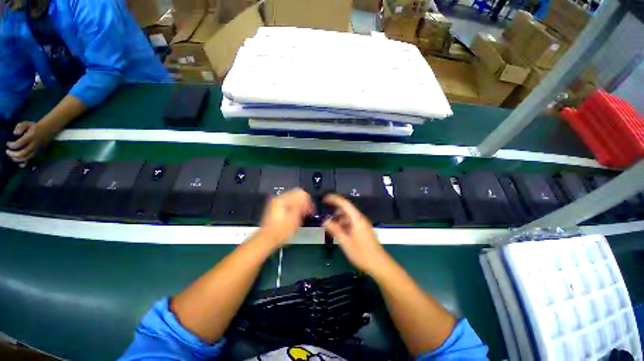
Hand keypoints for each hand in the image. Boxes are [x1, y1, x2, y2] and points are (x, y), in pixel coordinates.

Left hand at [6, 121, 52, 162]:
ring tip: (12, 157)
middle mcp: (34, 145)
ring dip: (18, 159)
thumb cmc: (35, 127)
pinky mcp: (38, 153)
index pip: (19, 143)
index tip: (8, 143)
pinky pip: (30, 159)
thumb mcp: (28, 124)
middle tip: (7, 152)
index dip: (12, 145)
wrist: (48, 130)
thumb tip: (15, 133)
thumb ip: (20, 127)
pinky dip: (24, 162)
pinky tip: (19, 162)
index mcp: (31, 137)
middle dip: (13, 154)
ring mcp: (37, 150)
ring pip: (26, 158)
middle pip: (23, 153)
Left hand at [257, 188, 314, 247]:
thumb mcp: (294, 220)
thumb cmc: (280, 232)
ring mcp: (276, 202)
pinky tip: (297, 214)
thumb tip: (307, 200)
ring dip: (300, 204)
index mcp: (282, 200)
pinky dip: (295, 206)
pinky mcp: (276, 207)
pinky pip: (289, 201)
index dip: (307, 201)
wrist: (267, 239)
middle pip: (296, 193)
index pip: (300, 193)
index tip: (310, 210)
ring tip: (303, 214)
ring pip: (293, 197)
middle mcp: (278, 198)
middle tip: (308, 211)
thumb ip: (301, 207)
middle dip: (304, 201)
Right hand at [323, 194, 387, 273]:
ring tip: (329, 225)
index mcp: (357, 219)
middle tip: (324, 214)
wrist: (379, 265)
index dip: (334, 199)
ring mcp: (362, 224)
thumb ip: (335, 230)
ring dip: (338, 219)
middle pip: (346, 209)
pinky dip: (343, 224)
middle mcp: (360, 218)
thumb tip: (325, 220)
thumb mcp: (345, 242)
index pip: (344, 203)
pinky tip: (337, 231)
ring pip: (348, 217)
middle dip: (334, 210)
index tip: (324, 199)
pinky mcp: (362, 230)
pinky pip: (351, 223)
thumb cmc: (362, 253)